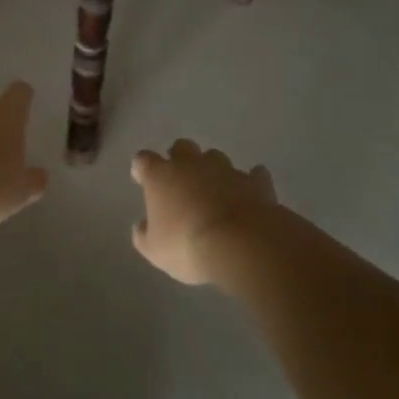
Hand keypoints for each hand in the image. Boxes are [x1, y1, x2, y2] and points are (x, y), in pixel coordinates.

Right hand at [131, 140, 278, 285]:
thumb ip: (144, 235)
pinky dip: (250, 183)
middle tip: (181, 180)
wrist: (242, 244)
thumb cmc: (188, 246)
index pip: (143, 160)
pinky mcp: (255, 182)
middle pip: (181, 147)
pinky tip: (250, 194)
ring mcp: (225, 169)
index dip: (142, 169)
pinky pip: (252, 175)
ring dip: (213, 170)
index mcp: (160, 175)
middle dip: (180, 159)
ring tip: (216, 191)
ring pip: (215, 157)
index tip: (142, 180)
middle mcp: (191, 164)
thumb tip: (142, 226)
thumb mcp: (155, 251)